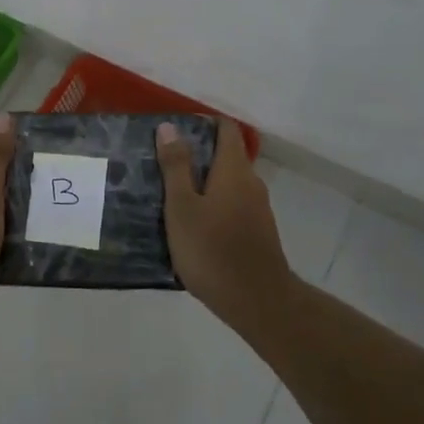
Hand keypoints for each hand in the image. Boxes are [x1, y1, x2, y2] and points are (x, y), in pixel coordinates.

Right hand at [157, 118, 294, 321]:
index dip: (204, 122)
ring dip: (205, 181)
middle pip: (228, 155)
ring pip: (230, 182)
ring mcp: (258, 209)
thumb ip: (176, 167)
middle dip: (199, 153)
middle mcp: (251, 183)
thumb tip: (170, 127)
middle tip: (164, 161)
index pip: (226, 129)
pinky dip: (214, 203)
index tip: (176, 128)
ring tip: (172, 192)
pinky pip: (233, 204)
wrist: (257, 301)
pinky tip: (193, 222)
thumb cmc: (212, 249)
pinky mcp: (258, 232)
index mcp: (234, 170)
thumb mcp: (182, 207)